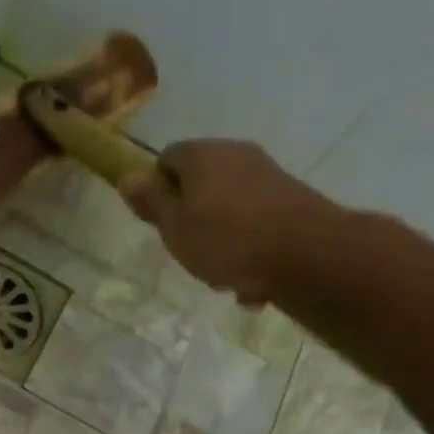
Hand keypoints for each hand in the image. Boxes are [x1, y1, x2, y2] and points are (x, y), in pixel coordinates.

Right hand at [119, 140, 346, 306]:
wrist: (306, 254)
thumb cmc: (227, 240)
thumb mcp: (175, 227)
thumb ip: (151, 203)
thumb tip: (127, 177)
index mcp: (202, 154)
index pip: (167, 159)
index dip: (157, 189)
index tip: (159, 222)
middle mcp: (235, 154)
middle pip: (200, 183)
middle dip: (190, 217)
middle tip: (187, 250)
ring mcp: (267, 174)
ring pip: (228, 207)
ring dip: (220, 238)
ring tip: (221, 273)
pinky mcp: (290, 199)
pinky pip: (255, 223)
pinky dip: (248, 247)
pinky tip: (250, 280)